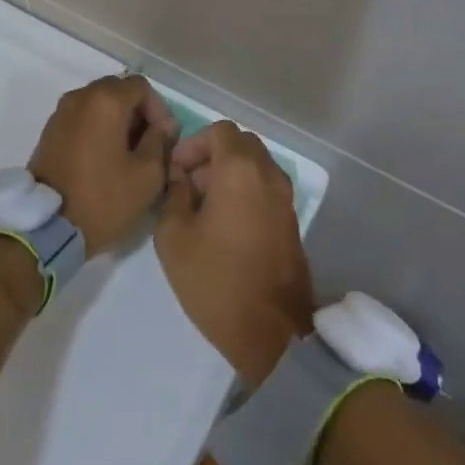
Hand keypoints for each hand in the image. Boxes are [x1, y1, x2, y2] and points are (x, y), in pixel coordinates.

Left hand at [29, 76, 177, 255]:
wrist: (47, 227)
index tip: (164, 138)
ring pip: (98, 104)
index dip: (159, 109)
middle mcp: (80, 97)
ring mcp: (60, 113)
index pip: (141, 86)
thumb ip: (160, 141)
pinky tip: (104, 158)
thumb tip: (164, 125)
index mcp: (105, 100)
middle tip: (148, 145)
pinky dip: (97, 129)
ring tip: (127, 154)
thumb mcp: (147, 175)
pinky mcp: (49, 132)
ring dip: (117, 121)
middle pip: (118, 91)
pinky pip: (81, 118)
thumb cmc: (103, 198)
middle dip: (137, 113)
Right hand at [155, 122, 313, 386]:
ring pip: (255, 166)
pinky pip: (265, 188)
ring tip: (203, 207)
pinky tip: (224, 224)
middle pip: (240, 144)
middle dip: (211, 155)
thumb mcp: (173, 237)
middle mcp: (269, 175)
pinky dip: (245, 191)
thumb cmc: (216, 280)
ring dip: (229, 173)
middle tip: (188, 185)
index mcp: (240, 170)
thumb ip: (173, 195)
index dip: (193, 144)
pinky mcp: (292, 221)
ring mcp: (285, 198)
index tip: (176, 171)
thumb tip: (182, 180)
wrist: (272, 334)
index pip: (219, 131)